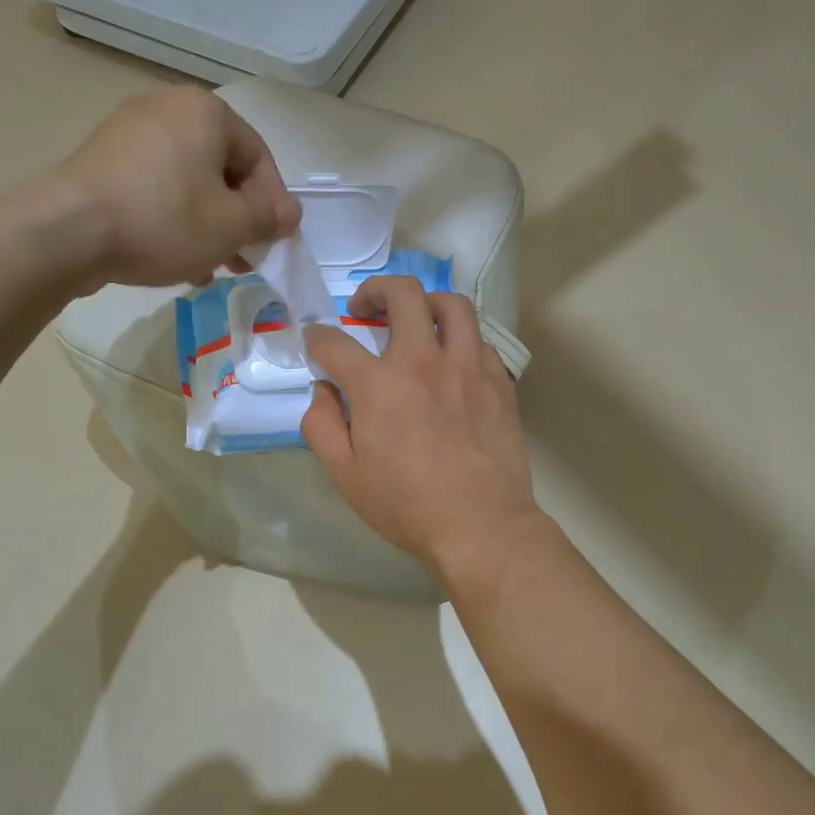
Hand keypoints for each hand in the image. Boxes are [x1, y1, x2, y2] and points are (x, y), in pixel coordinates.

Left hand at [54, 87, 301, 288]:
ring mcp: (129, 132)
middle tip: (245, 260)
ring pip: (189, 184)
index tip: (275, 243)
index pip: (259, 158)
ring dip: (209, 227)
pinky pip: (156, 189)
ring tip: (213, 268)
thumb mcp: (231, 225)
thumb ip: (268, 217)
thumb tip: (290, 213)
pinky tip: (178, 260)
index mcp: (206, 112)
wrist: (69, 231)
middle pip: (222, 170)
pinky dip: (174, 221)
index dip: (273, 205)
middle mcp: (168, 109)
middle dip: (239, 220)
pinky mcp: (104, 161)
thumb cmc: (164, 220)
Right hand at [301, 278, 545, 580]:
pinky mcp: (498, 380)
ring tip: (415, 319)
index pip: (335, 342)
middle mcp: (424, 360)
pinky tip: (451, 360)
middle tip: (365, 308)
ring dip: (425, 303)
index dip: (317, 338)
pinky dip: (459, 338)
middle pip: (402, 294)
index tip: (316, 343)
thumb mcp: (345, 474)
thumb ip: (321, 424)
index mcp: (379, 384)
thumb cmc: (407, 504)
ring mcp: (467, 366)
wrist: (482, 524)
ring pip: (451, 305)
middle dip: (375, 290)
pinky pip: (479, 339)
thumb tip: (323, 390)